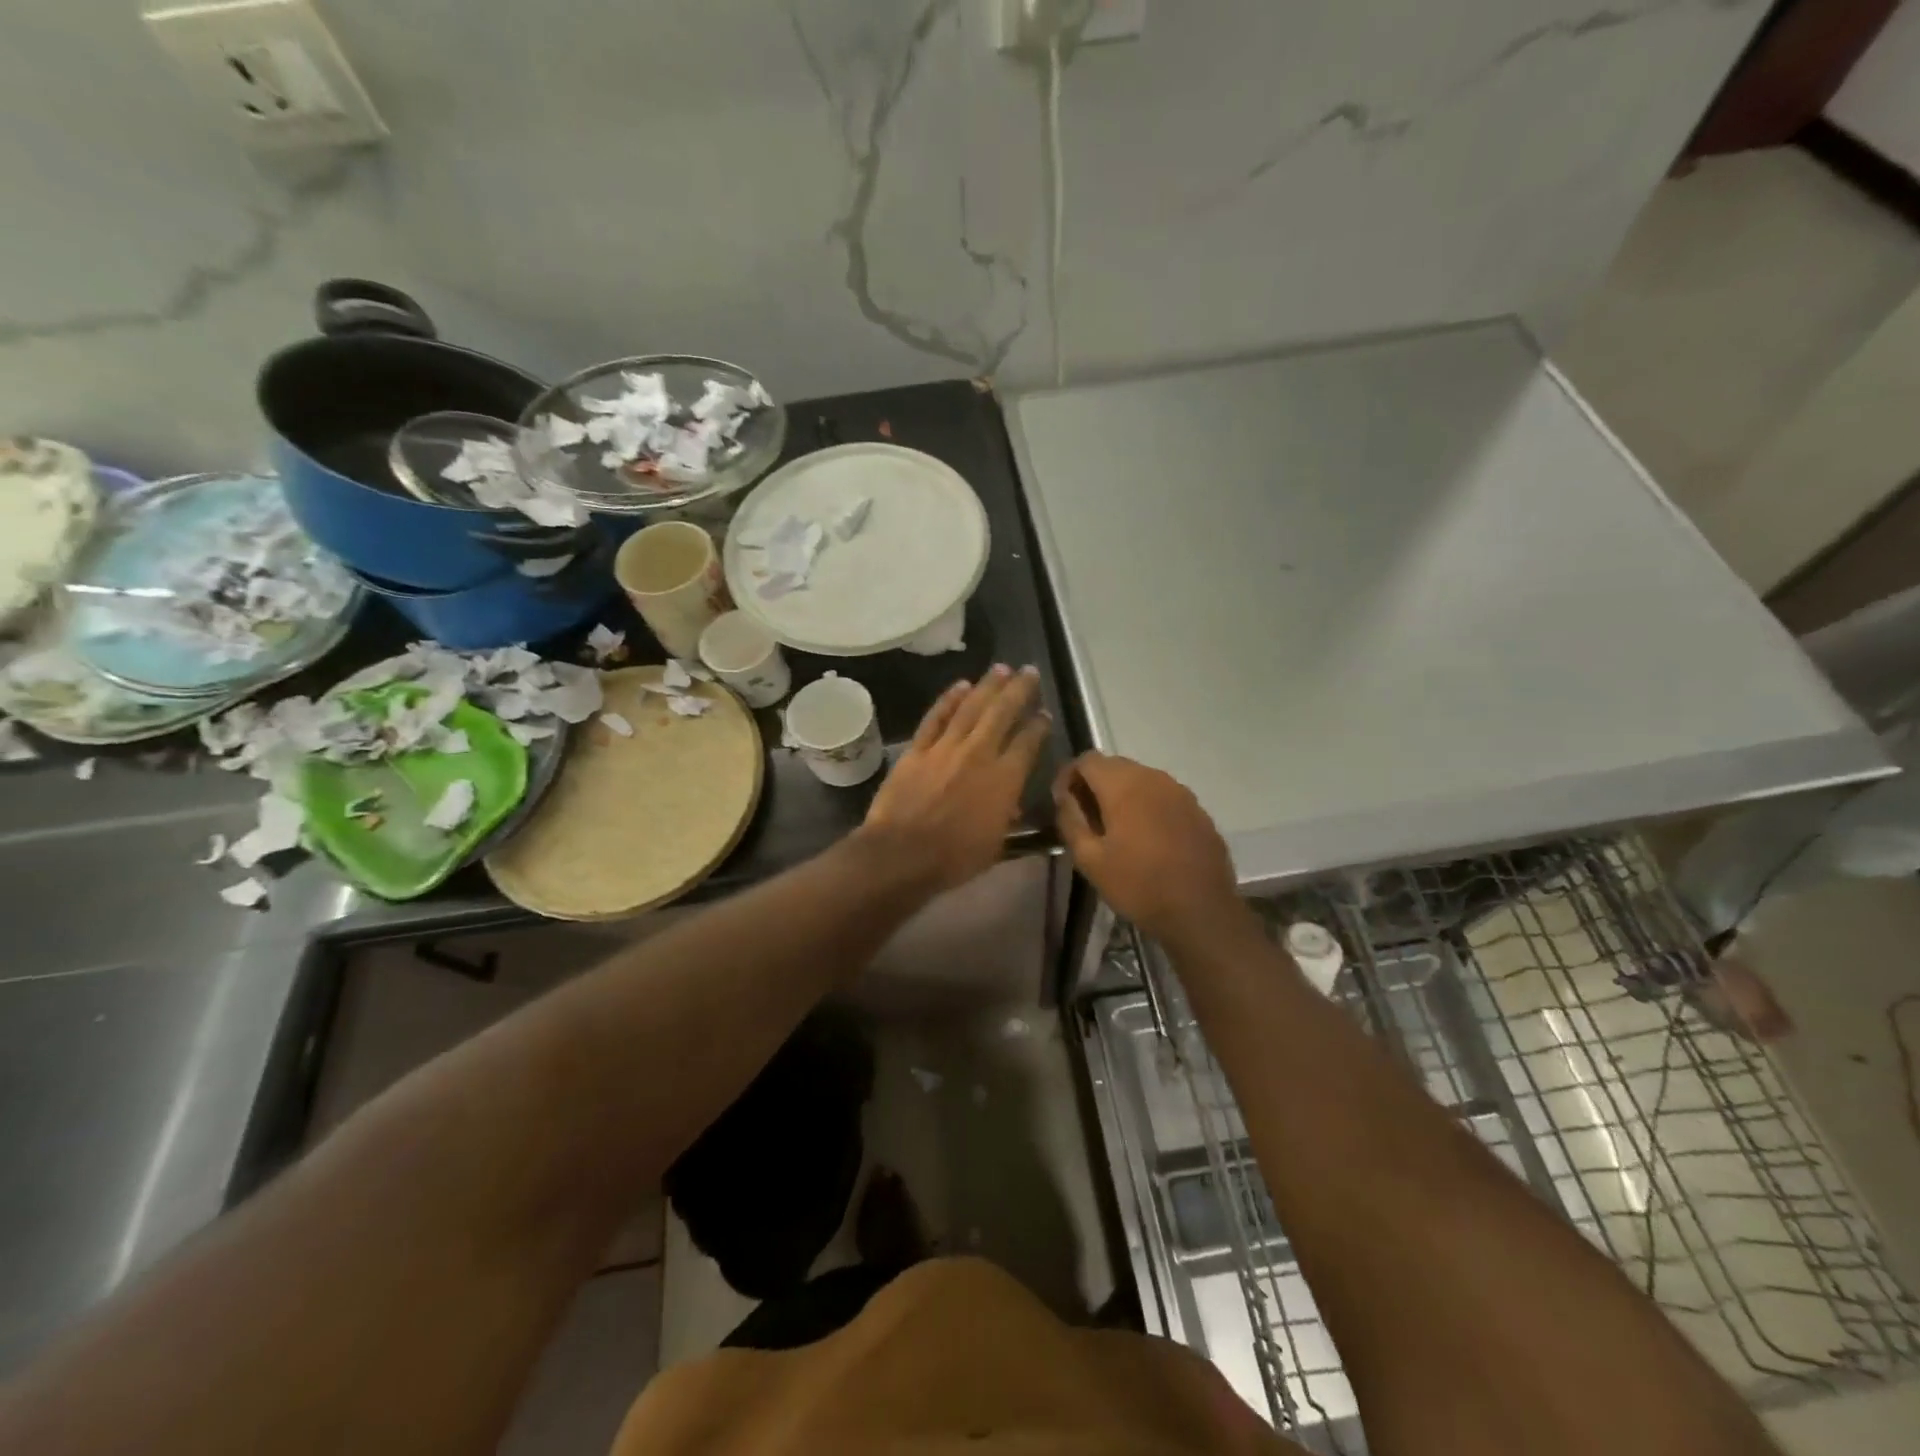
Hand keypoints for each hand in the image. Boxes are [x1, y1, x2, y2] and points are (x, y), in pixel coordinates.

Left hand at [860, 666, 1049, 895]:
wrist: (902, 854)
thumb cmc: (954, 858)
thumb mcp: (995, 844)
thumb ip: (1006, 816)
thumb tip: (1010, 802)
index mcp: (1004, 779)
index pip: (1028, 743)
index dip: (1039, 726)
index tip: (1045, 713)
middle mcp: (979, 754)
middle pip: (1003, 713)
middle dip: (1019, 690)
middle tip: (1029, 671)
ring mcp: (946, 748)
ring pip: (971, 707)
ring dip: (988, 686)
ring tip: (1001, 668)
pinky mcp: (918, 749)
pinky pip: (936, 717)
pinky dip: (949, 699)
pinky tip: (961, 686)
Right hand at [1053, 753, 1240, 944]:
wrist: (1201, 912)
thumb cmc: (1138, 886)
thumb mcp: (1090, 859)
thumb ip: (1070, 820)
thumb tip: (1064, 796)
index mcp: (1124, 786)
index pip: (1087, 759)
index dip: (1068, 775)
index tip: (1062, 802)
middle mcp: (1153, 778)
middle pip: (1115, 765)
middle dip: (1094, 783)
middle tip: (1085, 816)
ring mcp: (1180, 792)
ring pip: (1141, 778)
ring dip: (1121, 793)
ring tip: (1114, 827)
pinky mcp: (1197, 809)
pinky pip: (1163, 795)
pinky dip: (1146, 805)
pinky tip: (1146, 836)